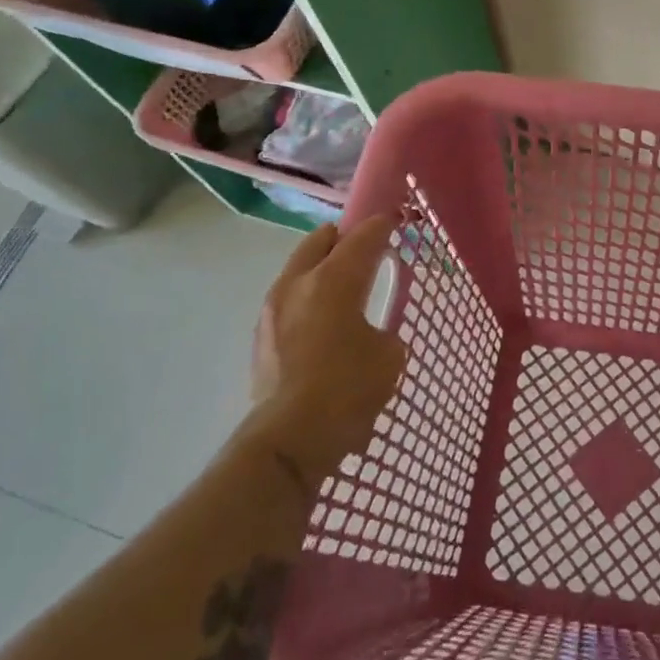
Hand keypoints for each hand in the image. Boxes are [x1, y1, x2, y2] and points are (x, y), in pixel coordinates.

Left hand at [245, 218, 406, 491]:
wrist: (289, 439)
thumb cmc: (347, 390)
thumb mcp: (389, 356)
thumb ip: (384, 330)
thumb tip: (372, 332)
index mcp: (334, 279)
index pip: (364, 235)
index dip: (385, 224)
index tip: (399, 220)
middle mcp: (298, 282)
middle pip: (322, 239)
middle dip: (346, 239)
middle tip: (368, 253)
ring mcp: (272, 307)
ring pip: (300, 267)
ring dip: (323, 268)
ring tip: (344, 290)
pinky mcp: (260, 335)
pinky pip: (289, 298)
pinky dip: (308, 297)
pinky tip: (323, 324)